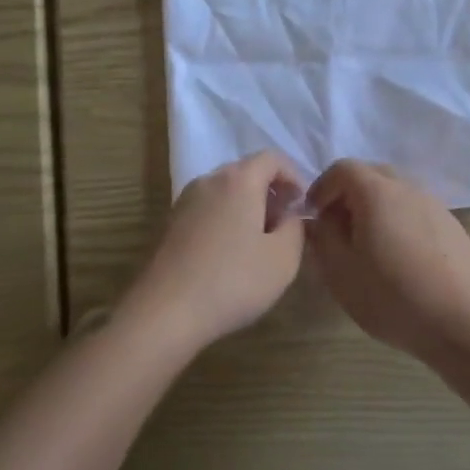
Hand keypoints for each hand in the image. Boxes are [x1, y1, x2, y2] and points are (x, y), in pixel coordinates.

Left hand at [121, 151, 306, 348]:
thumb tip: (289, 215)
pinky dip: (225, 220)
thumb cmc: (233, 280)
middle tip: (284, 225)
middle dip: (270, 192)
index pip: (272, 158)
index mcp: (238, 180)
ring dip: (247, 207)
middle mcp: (209, 180)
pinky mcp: (170, 223)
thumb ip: (295, 228)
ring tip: (259, 243)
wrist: (166, 311)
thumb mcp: (283, 259)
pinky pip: (207, 209)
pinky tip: (230, 255)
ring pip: (225, 192)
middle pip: (246, 172)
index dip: (294, 176)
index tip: (303, 205)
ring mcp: (185, 200)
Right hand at [306, 161, 469, 356]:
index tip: (313, 217)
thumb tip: (317, 221)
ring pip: (394, 193)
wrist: (469, 323)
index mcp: (377, 192)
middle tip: (336, 230)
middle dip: (347, 195)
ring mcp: (435, 205)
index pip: (342, 168)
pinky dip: (396, 222)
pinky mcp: (452, 227)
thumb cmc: (395, 297)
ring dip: (373, 209)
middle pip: (370, 175)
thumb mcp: (342, 273)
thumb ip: (322, 239)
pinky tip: (397, 260)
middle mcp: (408, 188)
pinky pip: (414, 211)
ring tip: (365, 248)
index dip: (321, 188)